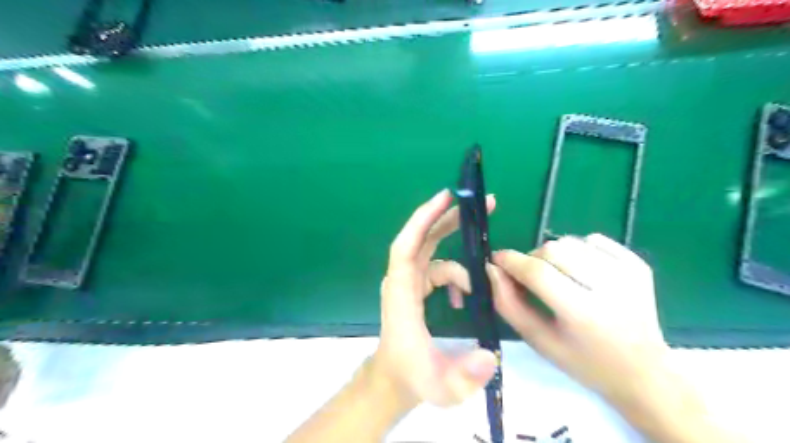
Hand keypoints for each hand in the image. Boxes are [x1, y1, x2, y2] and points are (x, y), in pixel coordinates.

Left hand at [373, 189, 495, 406]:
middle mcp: (402, 281)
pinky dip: (457, 278)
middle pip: (422, 238)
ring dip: (461, 259)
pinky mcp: (416, 289)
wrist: (394, 381)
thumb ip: (465, 376)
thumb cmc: (412, 379)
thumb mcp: (442, 387)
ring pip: (434, 254)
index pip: (407, 247)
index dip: (423, 220)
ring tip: (484, 279)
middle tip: (483, 205)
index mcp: (402, 294)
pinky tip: (466, 298)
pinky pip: (438, 270)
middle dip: (449, 218)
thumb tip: (491, 356)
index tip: (446, 198)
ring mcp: (409, 283)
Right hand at [488, 236, 696, 419]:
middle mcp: (610, 288)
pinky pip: (593, 239)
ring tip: (559, 277)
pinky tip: (583, 272)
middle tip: (532, 278)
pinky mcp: (638, 263)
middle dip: (532, 259)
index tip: (497, 260)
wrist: (644, 371)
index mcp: (583, 314)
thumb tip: (492, 268)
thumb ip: (508, 303)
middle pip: (553, 249)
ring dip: (554, 255)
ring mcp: (628, 272)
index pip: (537, 272)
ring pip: (571, 241)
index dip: (511, 261)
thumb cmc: (583, 361)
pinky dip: (578, 250)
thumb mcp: (538, 340)